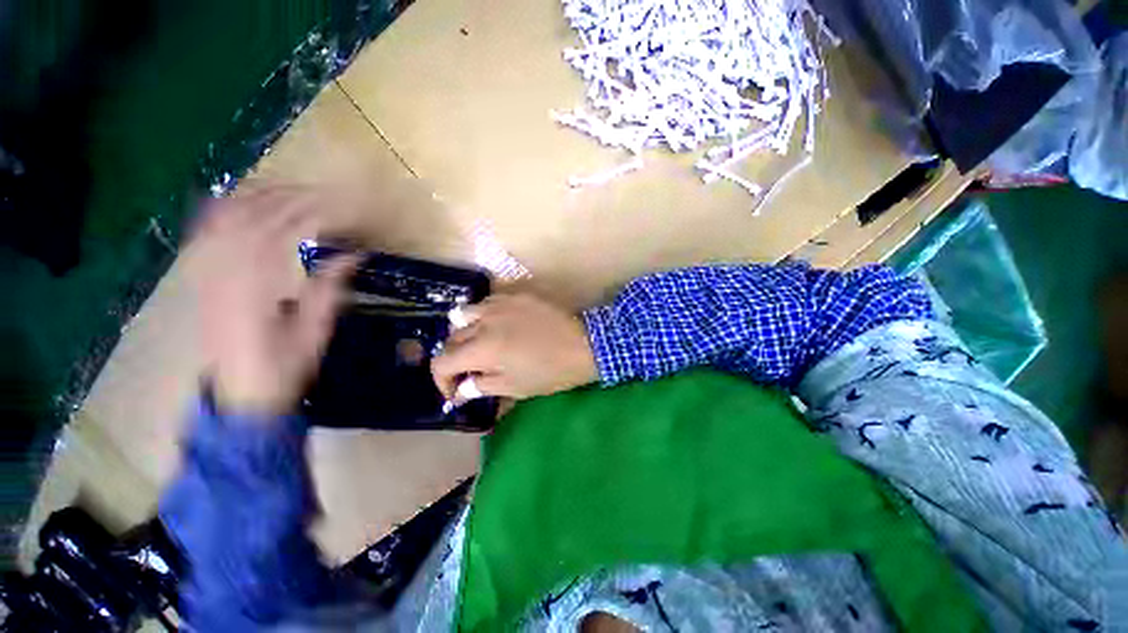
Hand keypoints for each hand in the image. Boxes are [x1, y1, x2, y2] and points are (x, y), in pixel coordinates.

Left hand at [184, 186, 355, 416]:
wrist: (238, 393)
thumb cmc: (282, 367)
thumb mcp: (314, 332)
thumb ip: (329, 290)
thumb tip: (355, 256)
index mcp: (253, 290)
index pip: (279, 233)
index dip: (310, 213)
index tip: (339, 207)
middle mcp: (223, 274)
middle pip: (250, 218)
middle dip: (288, 198)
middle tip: (322, 193)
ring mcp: (207, 274)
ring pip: (224, 218)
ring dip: (258, 197)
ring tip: (290, 188)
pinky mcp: (202, 277)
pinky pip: (204, 232)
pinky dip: (222, 209)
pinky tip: (240, 198)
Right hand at [431, 293, 598, 401]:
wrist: (584, 343)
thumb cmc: (551, 371)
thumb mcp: (515, 387)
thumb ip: (481, 386)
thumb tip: (461, 390)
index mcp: (482, 348)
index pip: (442, 362)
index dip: (442, 381)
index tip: (455, 391)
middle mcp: (483, 320)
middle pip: (451, 338)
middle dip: (455, 358)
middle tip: (469, 370)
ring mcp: (499, 302)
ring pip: (465, 314)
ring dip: (466, 332)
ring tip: (480, 343)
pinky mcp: (515, 293)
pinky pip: (487, 301)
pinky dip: (484, 316)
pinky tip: (498, 324)